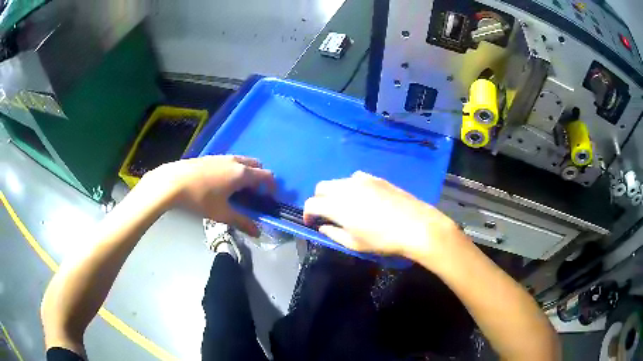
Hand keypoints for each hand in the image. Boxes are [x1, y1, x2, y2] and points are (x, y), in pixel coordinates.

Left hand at [143, 155, 274, 236]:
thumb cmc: (200, 198)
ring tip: (235, 190)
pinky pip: (229, 161)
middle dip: (259, 178)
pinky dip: (233, 170)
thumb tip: (257, 233)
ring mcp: (221, 157)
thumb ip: (242, 222)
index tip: (269, 198)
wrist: (173, 182)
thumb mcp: (222, 213)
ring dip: (245, 174)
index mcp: (241, 173)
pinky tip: (220, 184)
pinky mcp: (210, 157)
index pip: (266, 175)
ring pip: (242, 162)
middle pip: (256, 165)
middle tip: (252, 195)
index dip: (272, 186)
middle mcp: (235, 161)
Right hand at [303, 171, 459, 261]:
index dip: (308, 213)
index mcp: (337, 205)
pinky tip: (362, 197)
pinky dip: (351, 186)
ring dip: (334, 192)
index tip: (312, 222)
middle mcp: (346, 187)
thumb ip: (334, 234)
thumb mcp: (355, 244)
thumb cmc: (383, 240)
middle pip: (321, 187)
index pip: (311, 203)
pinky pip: (355, 177)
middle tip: (326, 214)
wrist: (415, 226)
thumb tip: (323, 227)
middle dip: (319, 199)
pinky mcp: (376, 178)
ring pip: (338, 181)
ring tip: (345, 206)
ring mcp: (362, 180)